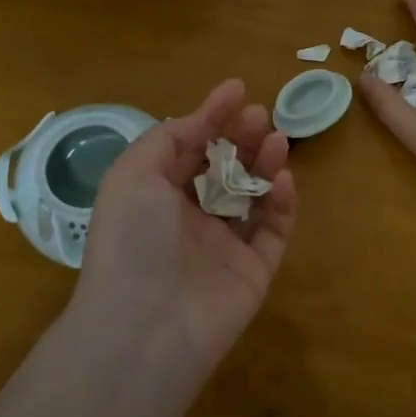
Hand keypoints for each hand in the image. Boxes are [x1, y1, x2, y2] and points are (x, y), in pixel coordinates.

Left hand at [73, 80, 297, 377]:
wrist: (146, 327)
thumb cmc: (133, 239)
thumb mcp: (134, 173)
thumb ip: (169, 137)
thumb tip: (201, 116)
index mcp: (155, 196)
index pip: (189, 148)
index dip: (211, 116)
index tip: (237, 89)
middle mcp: (188, 219)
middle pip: (224, 168)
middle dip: (242, 137)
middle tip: (260, 116)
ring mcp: (223, 246)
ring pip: (253, 195)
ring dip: (265, 163)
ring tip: (278, 139)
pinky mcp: (253, 271)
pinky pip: (274, 231)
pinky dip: (282, 203)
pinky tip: (283, 180)